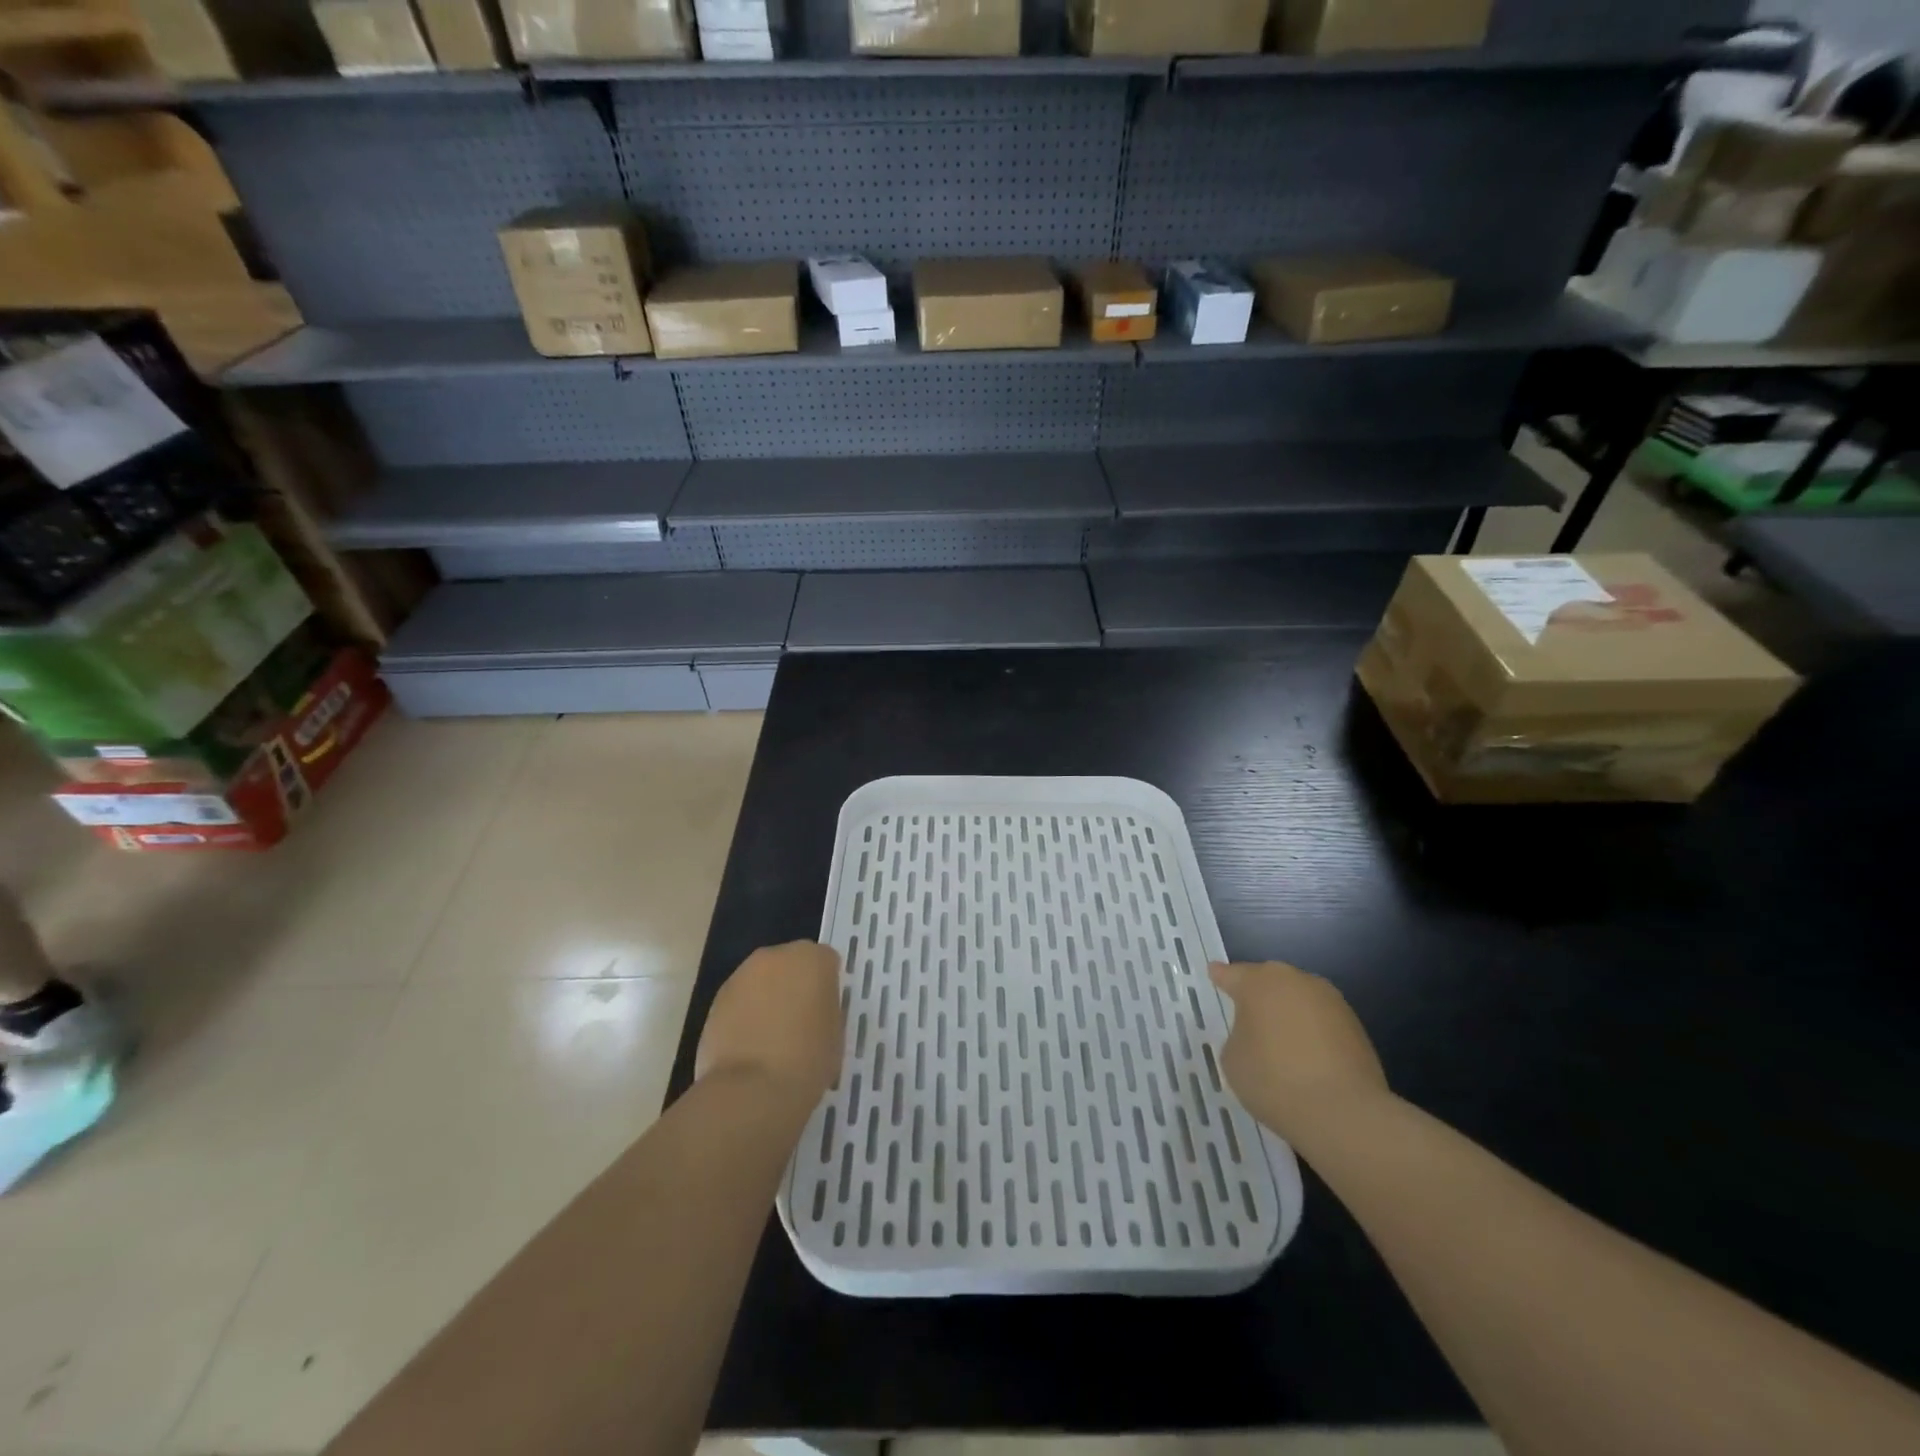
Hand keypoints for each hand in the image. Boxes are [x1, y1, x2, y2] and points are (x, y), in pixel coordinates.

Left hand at [696, 941, 843, 1102]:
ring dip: (767, 998)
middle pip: (790, 964)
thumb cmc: (808, 1059)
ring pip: (762, 980)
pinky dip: (744, 1015)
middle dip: (794, 985)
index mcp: (814, 959)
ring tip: (770, 1038)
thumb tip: (814, 1009)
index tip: (824, 1012)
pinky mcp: (716, 998)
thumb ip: (826, 1009)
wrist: (752, 1089)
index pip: (826, 962)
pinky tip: (749, 1047)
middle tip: (799, 1021)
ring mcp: (742, 975)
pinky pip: (740, 1001)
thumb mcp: (836, 1033)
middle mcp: (777, 956)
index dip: (826, 987)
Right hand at [1209, 961, 1388, 1139]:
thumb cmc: (1274, 1080)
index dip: (1221, 977)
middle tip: (1248, 1016)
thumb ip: (1239, 1036)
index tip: (1215, 974)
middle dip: (1259, 995)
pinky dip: (1312, 1033)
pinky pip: (1321, 1022)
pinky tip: (1307, 1059)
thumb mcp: (1233, 1059)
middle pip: (1270, 981)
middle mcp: (1295, 981)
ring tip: (1281, 1043)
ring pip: (1299, 1000)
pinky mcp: (1356, 1026)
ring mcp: (1330, 1001)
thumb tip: (1257, 1034)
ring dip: (1289, 1014)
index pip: (1232, 974)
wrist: (1343, 1113)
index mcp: (1258, 982)